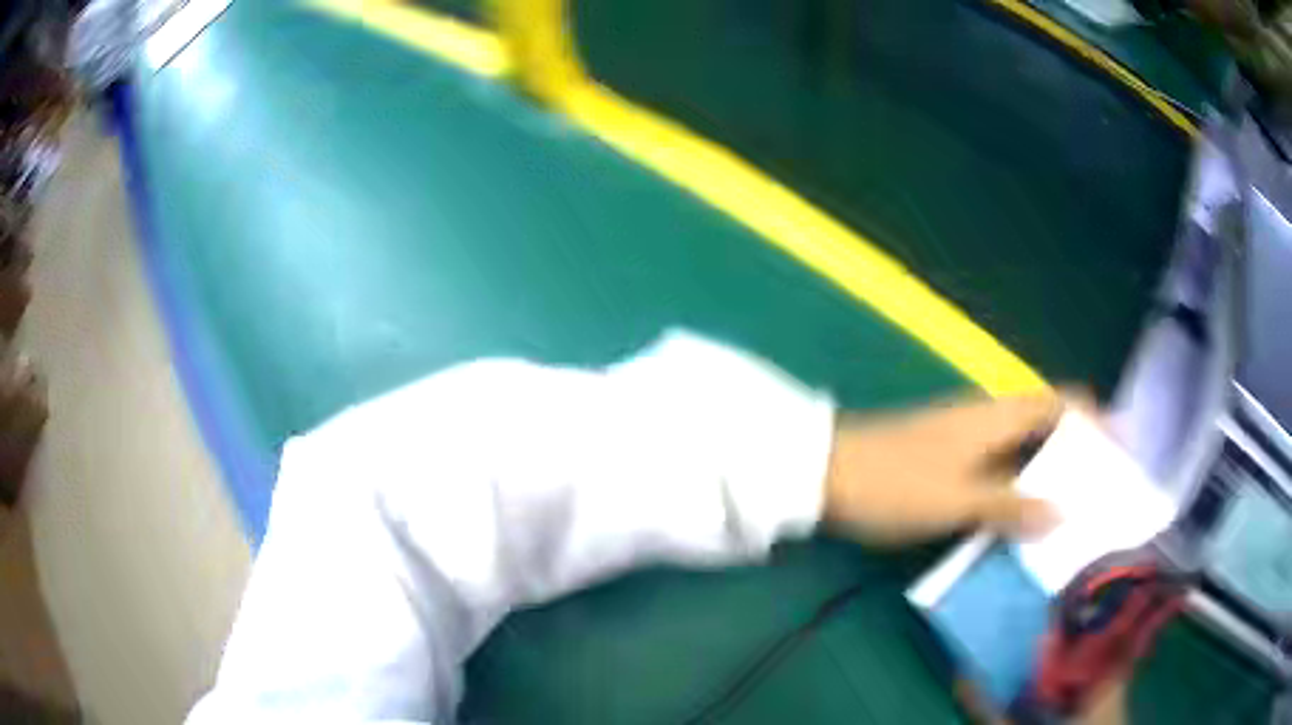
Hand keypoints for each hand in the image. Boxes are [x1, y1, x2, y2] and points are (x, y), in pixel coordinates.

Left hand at [821, 390, 1087, 544]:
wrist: (825, 474)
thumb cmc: (895, 483)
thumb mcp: (957, 500)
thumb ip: (1011, 506)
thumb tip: (1063, 511)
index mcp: (998, 414)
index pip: (1060, 401)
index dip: (1094, 420)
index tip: (1120, 451)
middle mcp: (989, 417)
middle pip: (1048, 426)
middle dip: (1077, 455)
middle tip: (1102, 493)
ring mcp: (968, 438)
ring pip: (1025, 450)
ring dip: (1050, 476)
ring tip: (1074, 512)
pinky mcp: (951, 459)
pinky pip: (1001, 468)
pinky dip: (1021, 488)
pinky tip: (1025, 519)